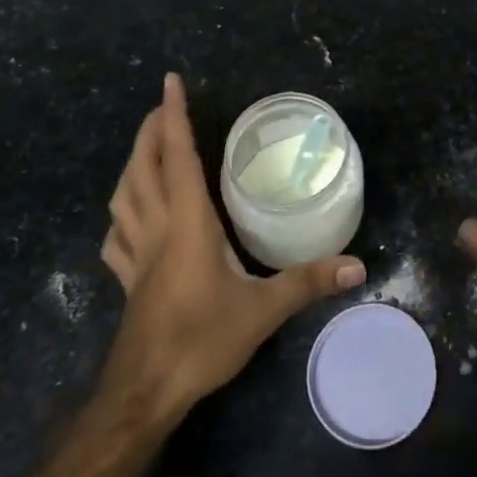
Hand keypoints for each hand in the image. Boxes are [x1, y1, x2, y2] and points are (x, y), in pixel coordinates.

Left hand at [97, 73, 365, 430]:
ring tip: (145, 149)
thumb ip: (308, 282)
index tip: (170, 82)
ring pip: (123, 197)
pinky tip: (129, 217)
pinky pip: (118, 236)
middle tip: (161, 106)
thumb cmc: (201, 342)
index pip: (178, 156)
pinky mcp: (128, 280)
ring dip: (132, 165)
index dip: (173, 116)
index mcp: (187, 223)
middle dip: (149, 131)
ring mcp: (136, 255)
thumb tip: (358, 265)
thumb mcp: (262, 311)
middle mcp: (157, 229)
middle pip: (143, 168)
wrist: (144, 394)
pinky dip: (121, 214)